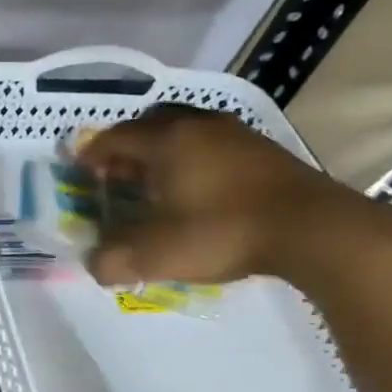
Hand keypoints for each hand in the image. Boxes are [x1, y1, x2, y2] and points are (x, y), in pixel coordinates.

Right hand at [75, 105, 391, 286]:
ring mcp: (235, 134)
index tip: (79, 170)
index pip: (114, 138)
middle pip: (149, 125)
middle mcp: (197, 125)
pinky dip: (191, 159)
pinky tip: (194, 188)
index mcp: (166, 141)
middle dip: (126, 147)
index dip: (91, 154)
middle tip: (115, 174)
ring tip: (153, 182)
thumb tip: (95, 266)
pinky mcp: (262, 149)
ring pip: (183, 131)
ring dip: (161, 152)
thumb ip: (113, 261)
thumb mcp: (156, 255)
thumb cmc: (221, 231)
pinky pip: (210, 144)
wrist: (312, 229)